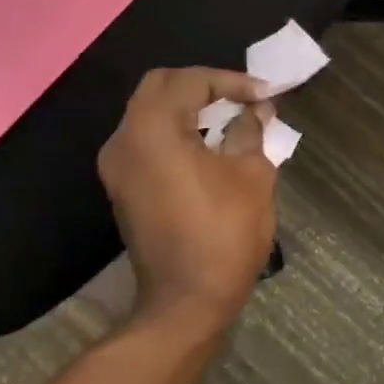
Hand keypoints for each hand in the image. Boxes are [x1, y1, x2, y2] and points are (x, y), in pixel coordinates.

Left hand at [98, 68, 278, 326]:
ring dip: (189, 107)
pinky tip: (208, 142)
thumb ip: (251, 130)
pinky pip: (147, 138)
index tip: (265, 95)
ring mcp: (118, 165)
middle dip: (204, 85)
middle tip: (241, 97)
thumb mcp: (252, 174)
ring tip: (230, 115)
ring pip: (150, 111)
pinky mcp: (122, 186)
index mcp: (153, 128)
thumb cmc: (224, 233)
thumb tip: (256, 109)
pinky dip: (175, 129)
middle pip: (161, 86)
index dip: (232, 81)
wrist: (185, 303)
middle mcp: (125, 138)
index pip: (192, 81)